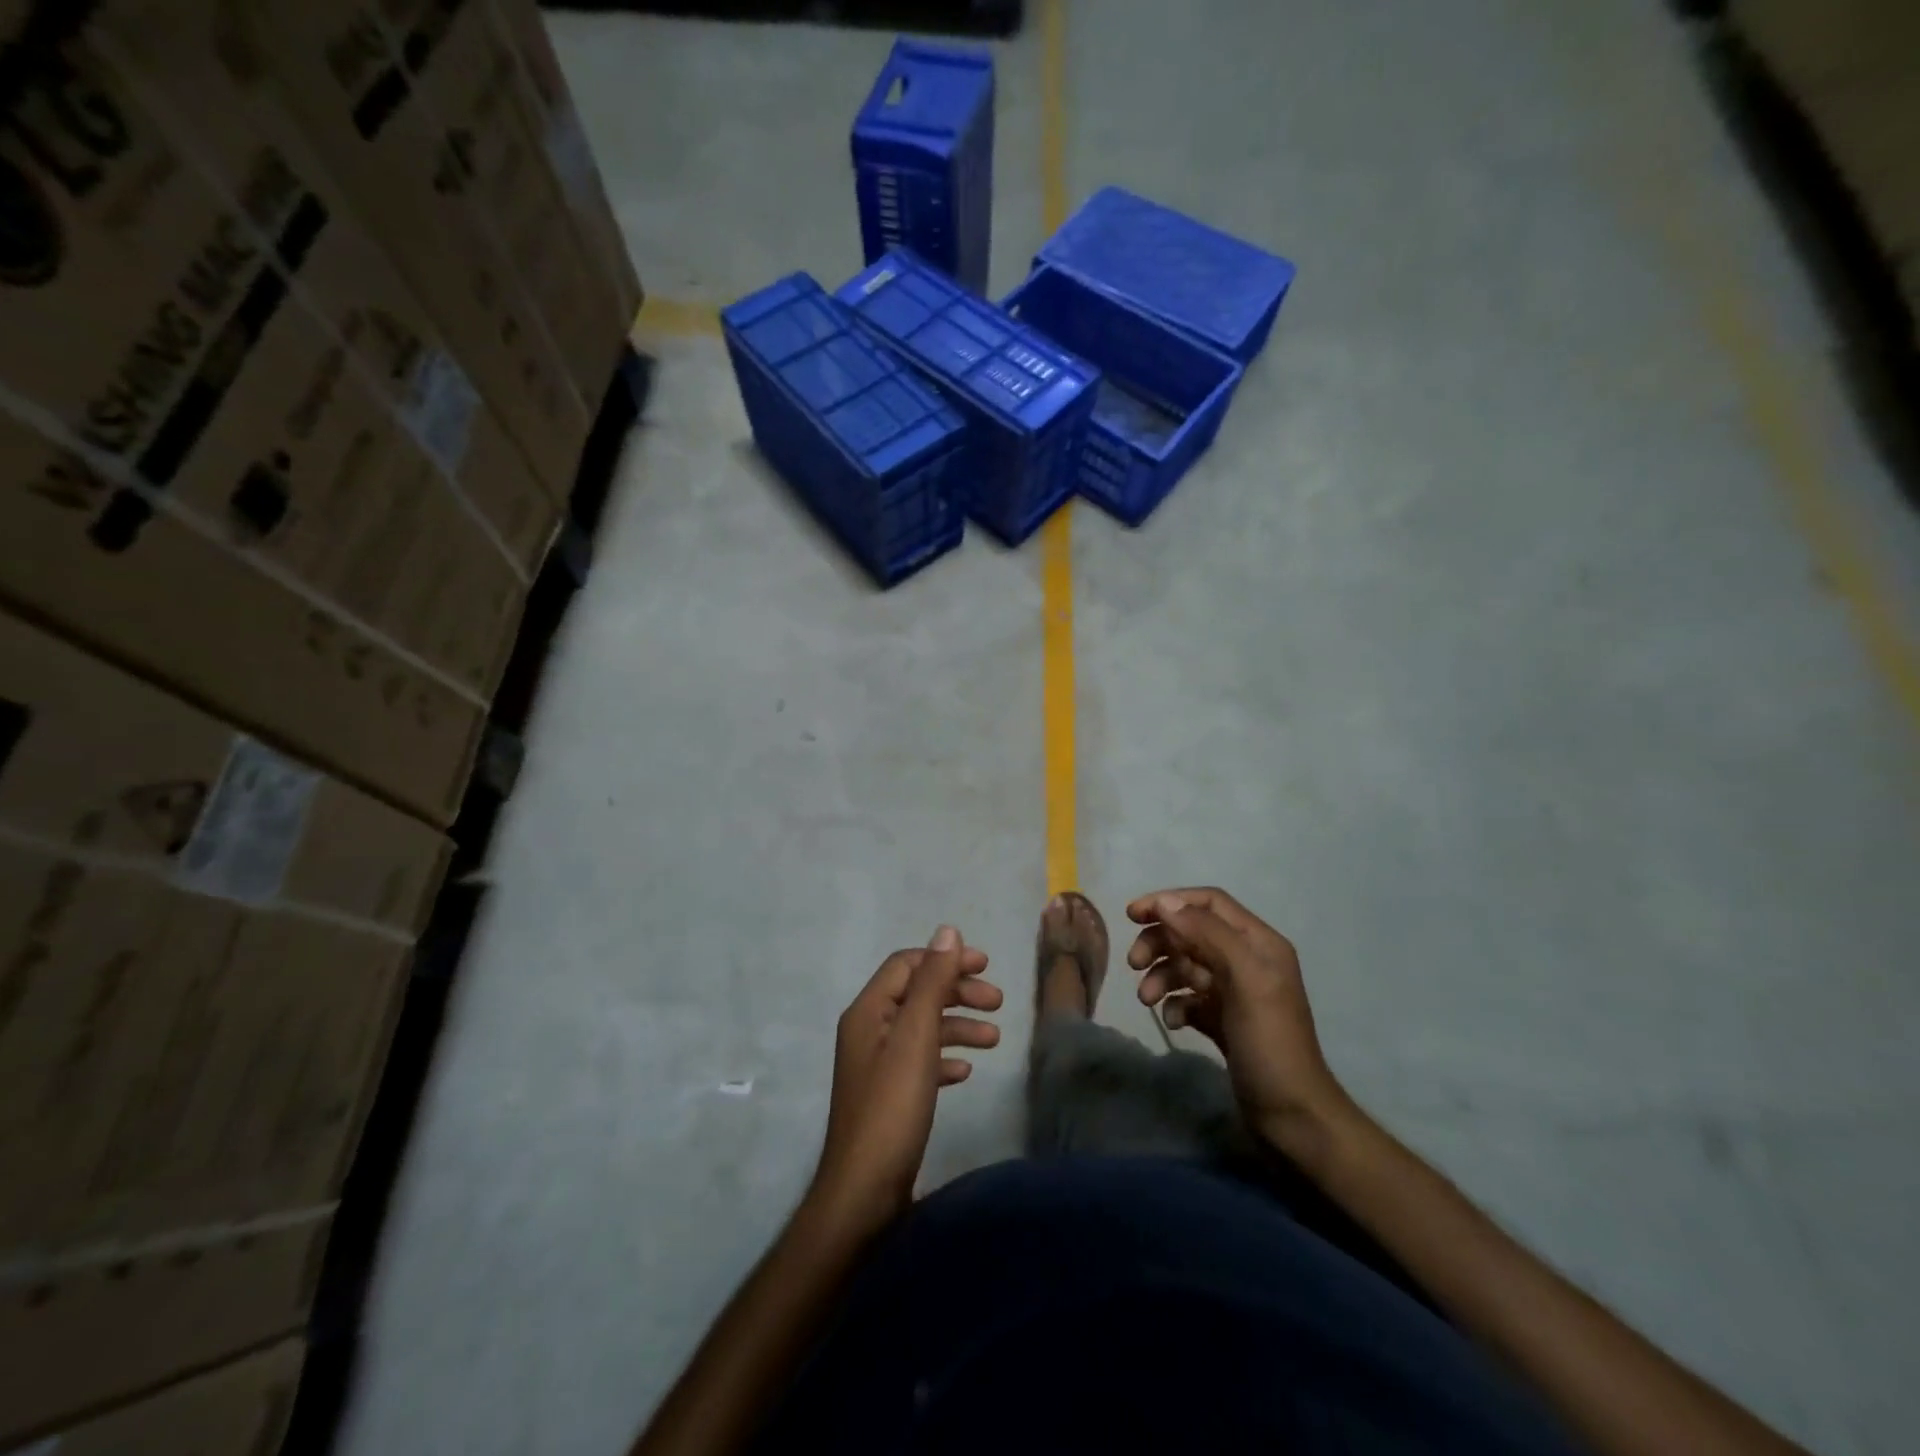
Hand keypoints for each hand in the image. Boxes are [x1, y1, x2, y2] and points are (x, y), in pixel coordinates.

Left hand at [809, 926, 1001, 1238]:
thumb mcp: (916, 1038)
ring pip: (922, 1029)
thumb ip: (932, 983)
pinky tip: (966, 1072)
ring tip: (994, 1039)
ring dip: (958, 1026)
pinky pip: (920, 1062)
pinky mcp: (888, 1095)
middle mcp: (869, 1030)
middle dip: (958, 993)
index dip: (946, 959)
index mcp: (869, 1011)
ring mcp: (877, 1064)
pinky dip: (945, 1058)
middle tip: (999, 1002)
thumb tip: (947, 931)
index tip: (986, 966)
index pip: (907, 965)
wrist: (864, 1192)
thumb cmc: (892, 1107)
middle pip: (917, 994)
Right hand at [1127, 888, 1348, 1153]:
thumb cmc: (1270, 1042)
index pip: (1209, 903)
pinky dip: (1174, 1003)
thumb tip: (1166, 904)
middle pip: (1191, 932)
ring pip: (1185, 965)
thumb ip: (1208, 935)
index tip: (1132, 915)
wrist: (1291, 1116)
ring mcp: (1233, 992)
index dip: (1170, 902)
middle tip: (1133, 963)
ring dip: (1161, 975)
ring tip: (1146, 1000)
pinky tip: (1172, 1022)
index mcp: (1258, 943)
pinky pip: (1188, 998)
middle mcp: (1246, 961)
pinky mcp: (1222, 1020)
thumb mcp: (1244, 980)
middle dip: (1159, 942)